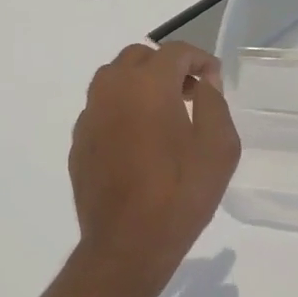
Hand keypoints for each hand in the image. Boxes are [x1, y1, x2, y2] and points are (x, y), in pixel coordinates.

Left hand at [69, 42, 240, 294]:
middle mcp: (112, 88)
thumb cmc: (180, 194)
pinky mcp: (79, 139)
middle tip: (190, 93)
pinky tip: (138, 139)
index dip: (199, 59)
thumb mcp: (218, 147)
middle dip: (167, 66)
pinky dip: (122, 108)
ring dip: (141, 83)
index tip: (214, 80)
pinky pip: (102, 106)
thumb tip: (203, 82)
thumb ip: (214, 103)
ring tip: (164, 113)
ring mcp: (90, 113)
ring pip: (114, 78)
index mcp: (148, 84)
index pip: (175, 51)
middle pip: (139, 57)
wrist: (126, 245)